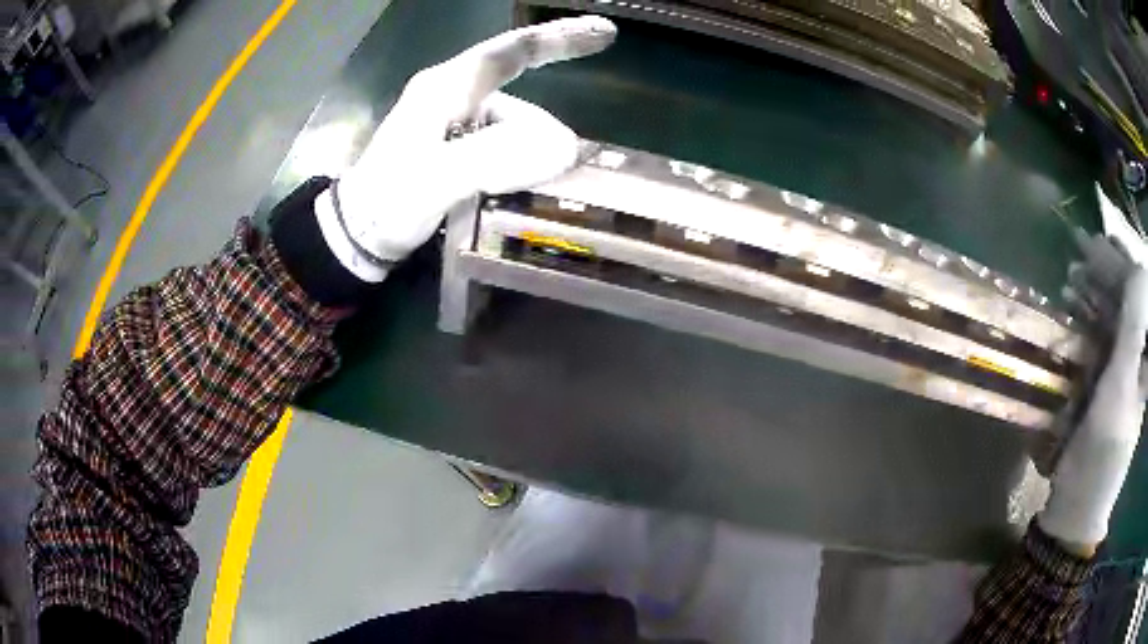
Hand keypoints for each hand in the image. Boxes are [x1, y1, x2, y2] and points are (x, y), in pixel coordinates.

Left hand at [315, 16, 617, 280]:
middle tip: (515, 187)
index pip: (512, 51)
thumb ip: (496, 157)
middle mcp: (456, 97)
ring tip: (493, 196)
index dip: (560, 38)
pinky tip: (498, 193)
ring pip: (518, 135)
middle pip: (522, 108)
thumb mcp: (435, 178)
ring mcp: (458, 125)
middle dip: (534, 144)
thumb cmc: (386, 202)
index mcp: (447, 87)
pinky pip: (506, 152)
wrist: (356, 235)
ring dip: (522, 166)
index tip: (605, 35)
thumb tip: (563, 146)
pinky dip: (515, 172)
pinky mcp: (460, 151)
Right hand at [1039, 235, 1147, 553]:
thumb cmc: (1102, 452)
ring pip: (1114, 313)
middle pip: (1128, 298)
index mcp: (1146, 358)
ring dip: (1095, 289)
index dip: (1122, 263)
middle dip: (1107, 270)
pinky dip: (1087, 314)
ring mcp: (1122, 368)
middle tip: (1080, 247)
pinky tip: (1073, 303)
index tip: (1097, 242)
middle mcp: (1138, 356)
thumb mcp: (1120, 391)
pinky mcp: (1105, 381)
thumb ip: (1133, 330)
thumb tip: (1137, 267)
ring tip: (1072, 275)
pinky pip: (1100, 335)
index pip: (1140, 294)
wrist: (1078, 504)